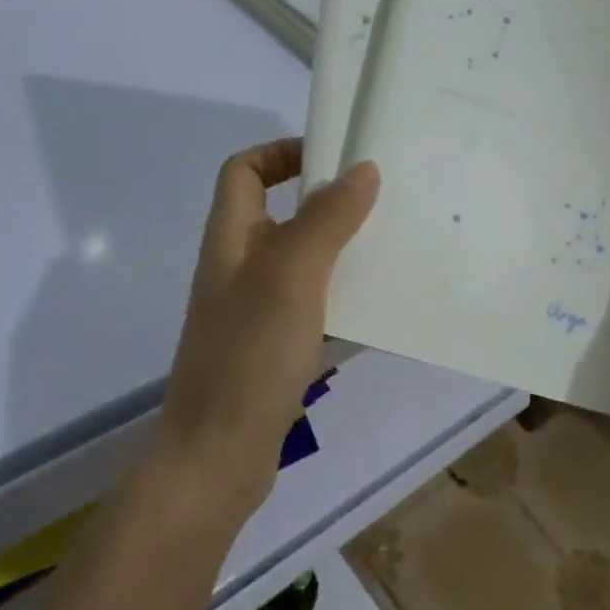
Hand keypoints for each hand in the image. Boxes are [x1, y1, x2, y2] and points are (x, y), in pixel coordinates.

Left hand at [155, 138, 379, 514]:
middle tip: (382, 201)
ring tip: (391, 247)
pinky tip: (380, 308)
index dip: (282, 153)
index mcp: (231, 238)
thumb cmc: (250, 353)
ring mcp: (254, 310)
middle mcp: (239, 267)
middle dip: (327, 200)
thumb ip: (327, 218)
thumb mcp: (293, 274)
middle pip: (279, 213)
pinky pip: (312, 305)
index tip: (335, 159)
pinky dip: (342, 297)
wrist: (218, 457)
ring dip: (340, 249)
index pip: (245, 171)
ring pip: (301, 260)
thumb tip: (362, 168)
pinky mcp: (273, 347)